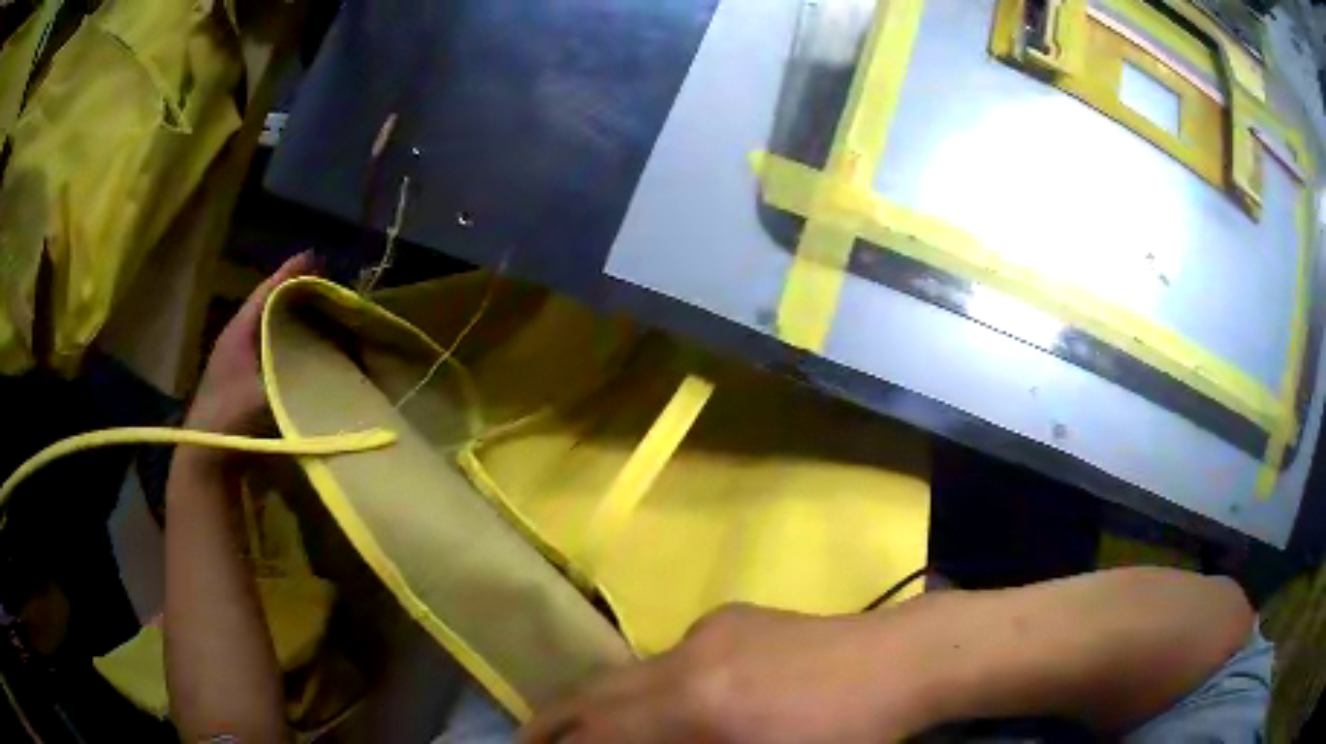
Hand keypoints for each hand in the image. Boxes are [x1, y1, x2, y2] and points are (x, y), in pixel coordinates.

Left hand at [184, 251, 317, 435]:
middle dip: (297, 294)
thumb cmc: (231, 420)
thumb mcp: (266, 395)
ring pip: (269, 329)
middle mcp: (238, 339)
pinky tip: (305, 354)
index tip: (316, 257)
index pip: (267, 291)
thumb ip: (297, 376)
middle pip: (270, 306)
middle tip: (328, 287)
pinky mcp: (242, 382)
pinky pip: (269, 351)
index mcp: (240, 331)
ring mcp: (237, 361)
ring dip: (293, 321)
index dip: (290, 273)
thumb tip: (334, 366)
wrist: (206, 459)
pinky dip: (287, 346)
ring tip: (322, 316)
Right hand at [520, 604, 924, 743]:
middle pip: (597, 691)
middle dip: (554, 719)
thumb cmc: (846, 735)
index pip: (601, 732)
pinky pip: (672, 657)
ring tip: (587, 728)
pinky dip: (652, 684)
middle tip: (529, 740)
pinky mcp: (733, 616)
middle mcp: (689, 658)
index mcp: (697, 705)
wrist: (903, 660)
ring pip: (630, 671)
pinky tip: (676, 703)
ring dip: (602, 702)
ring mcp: (711, 629)